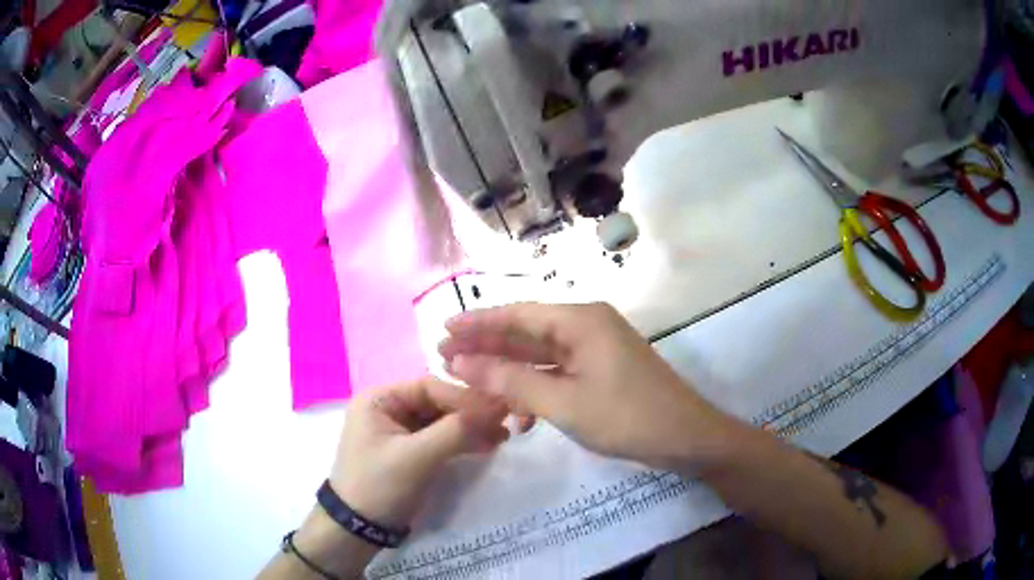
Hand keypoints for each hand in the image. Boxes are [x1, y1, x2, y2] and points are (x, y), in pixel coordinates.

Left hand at [330, 378, 509, 529]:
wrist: (360, 529)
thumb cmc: (380, 486)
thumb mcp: (417, 458)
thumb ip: (455, 431)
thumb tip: (498, 405)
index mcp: (380, 399)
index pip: (431, 386)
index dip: (466, 395)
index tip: (501, 406)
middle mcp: (390, 408)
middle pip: (439, 402)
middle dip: (471, 413)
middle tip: (507, 422)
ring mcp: (401, 430)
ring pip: (443, 421)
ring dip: (471, 428)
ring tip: (503, 436)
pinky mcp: (411, 451)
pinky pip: (441, 438)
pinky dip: (463, 441)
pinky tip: (488, 445)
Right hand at [439, 303, 735, 469]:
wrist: (686, 439)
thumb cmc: (626, 417)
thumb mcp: (562, 402)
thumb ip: (510, 381)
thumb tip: (461, 361)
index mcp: (580, 320)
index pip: (517, 314)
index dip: (477, 322)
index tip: (442, 329)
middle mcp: (587, 325)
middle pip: (527, 331)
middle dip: (487, 345)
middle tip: (446, 356)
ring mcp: (596, 348)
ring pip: (541, 355)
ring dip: (509, 371)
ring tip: (471, 383)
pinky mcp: (602, 370)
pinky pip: (559, 373)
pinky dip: (536, 389)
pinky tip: (518, 415)